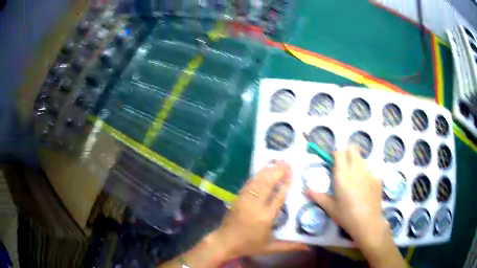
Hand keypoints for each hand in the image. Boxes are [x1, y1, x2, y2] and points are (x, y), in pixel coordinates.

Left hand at [215, 160, 308, 257]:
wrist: (224, 242)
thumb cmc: (249, 245)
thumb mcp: (270, 247)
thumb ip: (290, 246)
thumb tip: (308, 247)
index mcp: (266, 217)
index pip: (278, 197)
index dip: (285, 184)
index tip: (292, 173)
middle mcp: (256, 205)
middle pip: (268, 184)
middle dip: (277, 172)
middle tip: (287, 162)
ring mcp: (245, 200)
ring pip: (258, 182)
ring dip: (267, 171)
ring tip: (277, 162)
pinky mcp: (238, 198)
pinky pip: (248, 184)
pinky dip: (256, 176)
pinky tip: (262, 170)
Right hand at [305, 146, 389, 249]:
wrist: (368, 223)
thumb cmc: (346, 216)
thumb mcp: (330, 207)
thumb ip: (317, 196)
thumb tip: (305, 190)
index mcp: (342, 175)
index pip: (339, 152)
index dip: (335, 153)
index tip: (332, 160)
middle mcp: (356, 169)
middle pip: (353, 149)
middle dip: (347, 152)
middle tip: (343, 164)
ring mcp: (369, 173)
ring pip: (362, 159)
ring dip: (356, 162)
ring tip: (354, 176)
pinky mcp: (377, 179)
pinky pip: (370, 170)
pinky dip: (365, 174)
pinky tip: (364, 187)